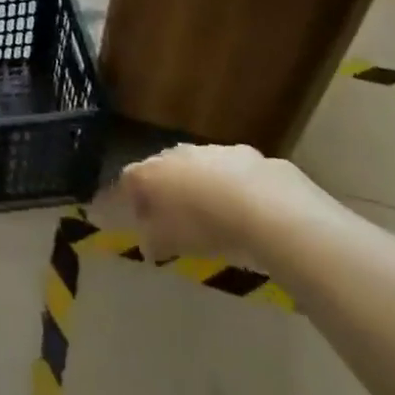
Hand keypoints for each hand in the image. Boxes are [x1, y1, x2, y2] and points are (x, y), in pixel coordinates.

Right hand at [119, 144, 324, 267]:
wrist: (266, 208)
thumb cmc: (204, 226)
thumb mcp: (169, 243)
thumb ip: (152, 241)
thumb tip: (148, 244)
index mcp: (151, 173)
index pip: (128, 180)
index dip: (129, 199)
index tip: (137, 219)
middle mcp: (176, 154)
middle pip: (163, 168)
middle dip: (165, 188)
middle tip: (172, 214)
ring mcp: (212, 150)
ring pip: (198, 166)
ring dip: (199, 184)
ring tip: (211, 211)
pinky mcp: (246, 154)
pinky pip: (231, 170)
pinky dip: (231, 185)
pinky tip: (244, 207)